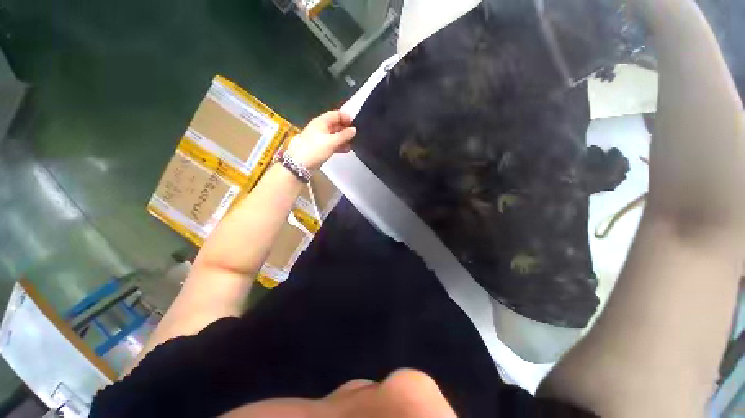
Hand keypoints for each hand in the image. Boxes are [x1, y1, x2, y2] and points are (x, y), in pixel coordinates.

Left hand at [286, 111, 356, 169]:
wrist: (300, 164)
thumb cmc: (316, 149)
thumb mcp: (332, 142)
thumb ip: (344, 135)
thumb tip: (354, 130)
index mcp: (322, 121)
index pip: (336, 114)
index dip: (346, 118)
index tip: (355, 124)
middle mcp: (321, 127)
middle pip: (336, 124)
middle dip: (346, 129)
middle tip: (356, 135)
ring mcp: (320, 137)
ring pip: (334, 135)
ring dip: (343, 139)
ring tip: (353, 144)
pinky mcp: (320, 147)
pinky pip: (332, 143)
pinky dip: (339, 145)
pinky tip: (346, 150)